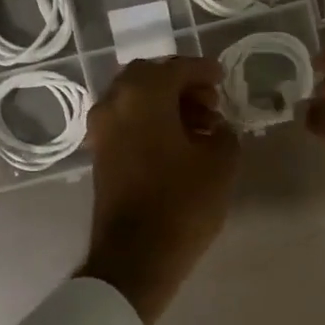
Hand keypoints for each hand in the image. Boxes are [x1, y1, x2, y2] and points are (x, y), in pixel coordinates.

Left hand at [79, 56, 239, 324]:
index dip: (203, 70)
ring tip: (199, 127)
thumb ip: (224, 133)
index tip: (222, 78)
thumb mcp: (221, 163)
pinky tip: (177, 144)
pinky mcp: (100, 155)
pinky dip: (149, 123)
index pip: (176, 68)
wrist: (136, 256)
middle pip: (149, 78)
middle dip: (180, 85)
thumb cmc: (182, 203)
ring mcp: (101, 130)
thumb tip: (217, 128)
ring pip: (134, 100)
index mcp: (143, 95)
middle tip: (209, 102)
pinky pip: (126, 123)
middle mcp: (114, 104)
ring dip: (165, 105)